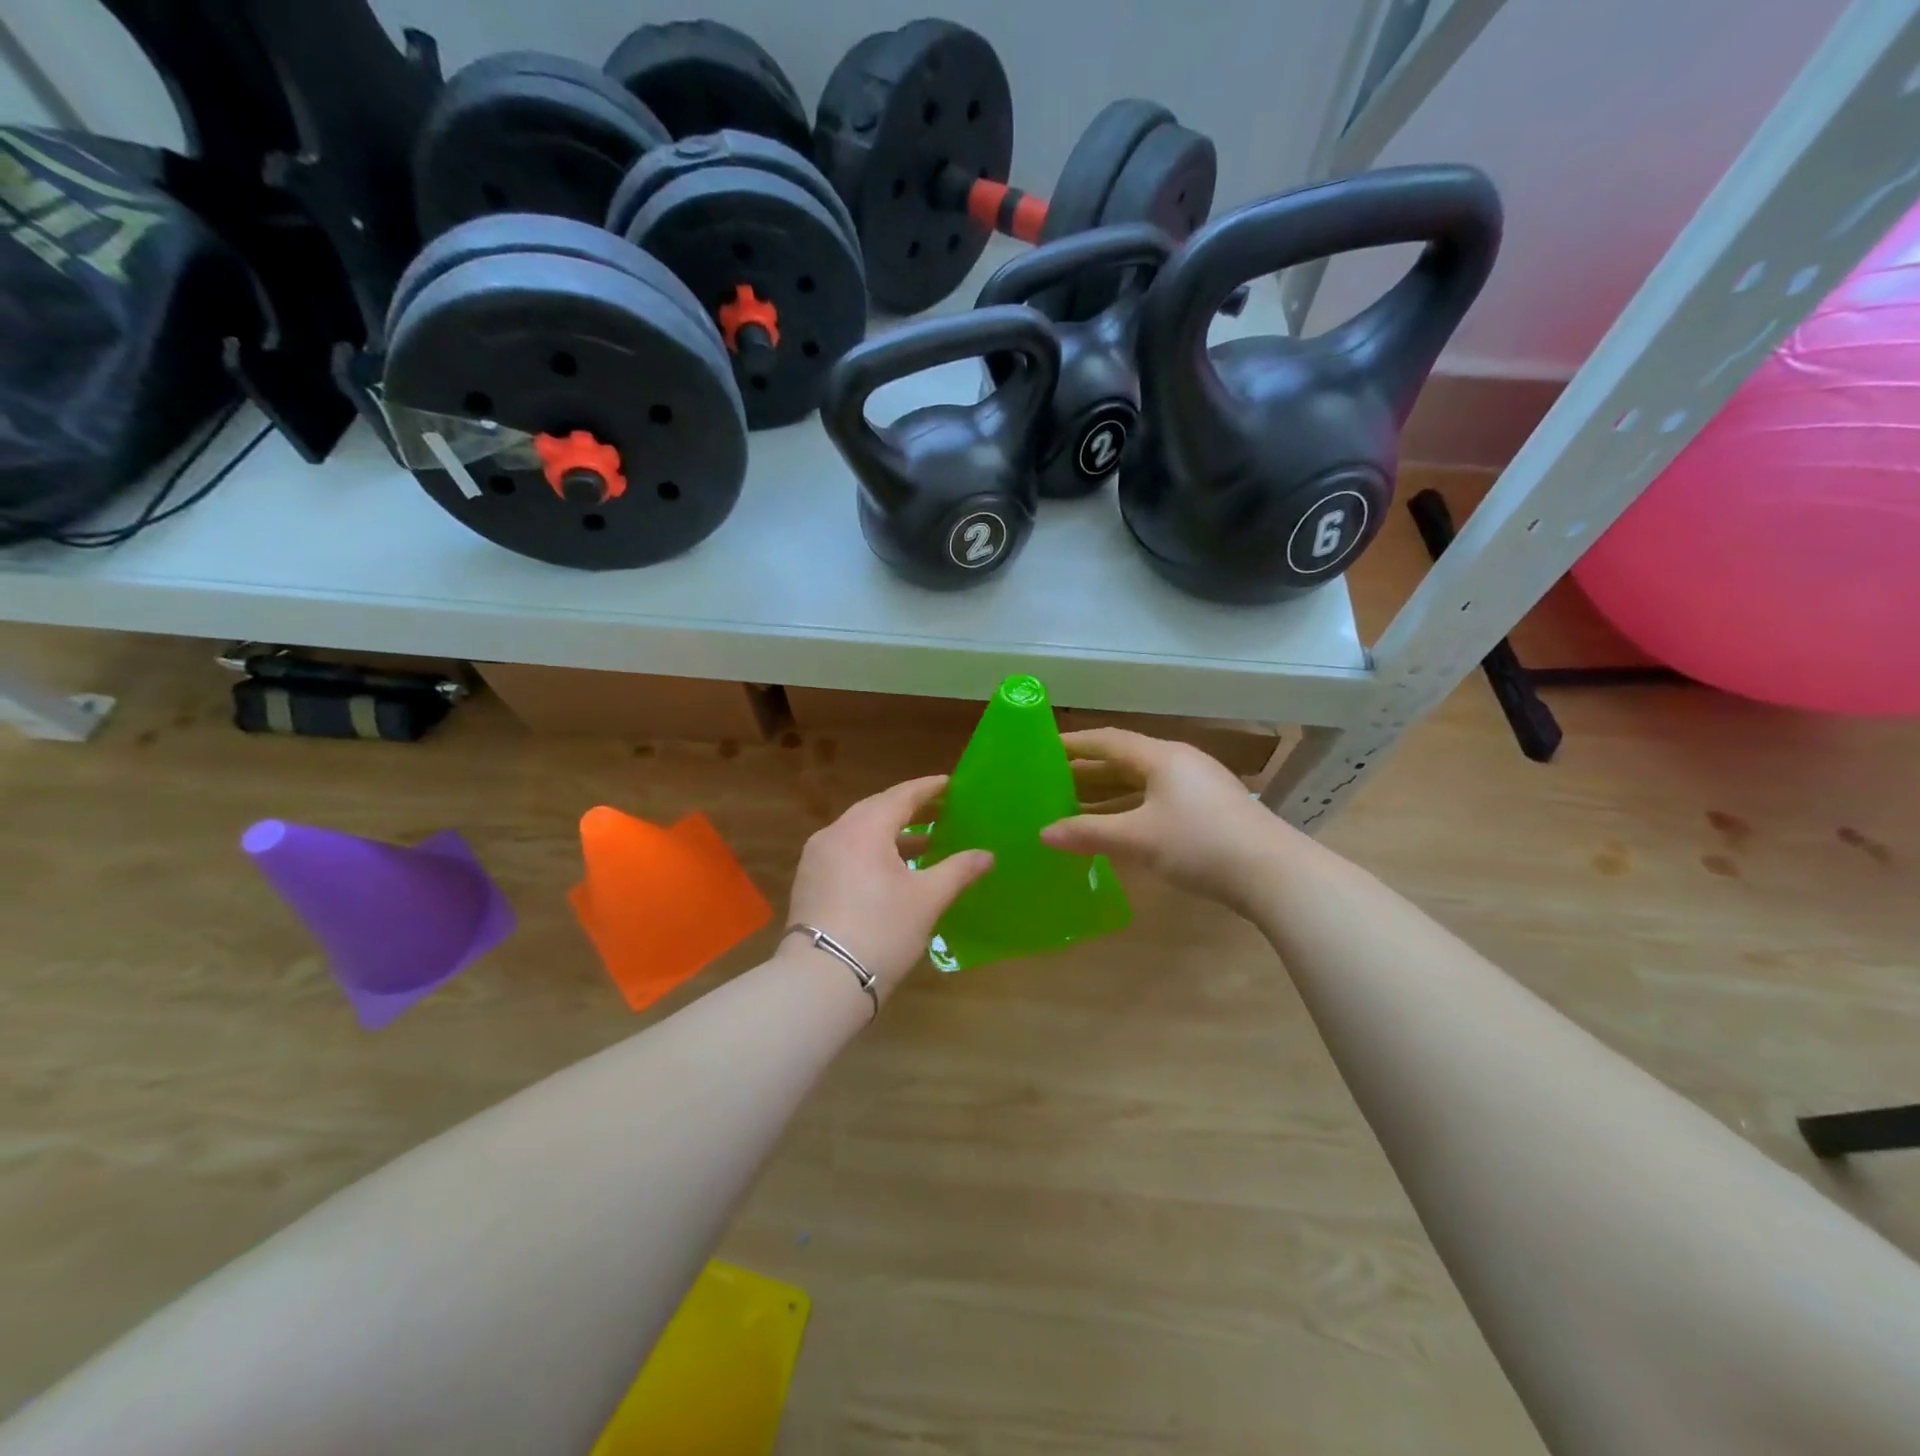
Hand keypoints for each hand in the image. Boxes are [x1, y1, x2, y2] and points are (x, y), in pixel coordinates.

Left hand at [786, 775, 993, 997]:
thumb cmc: (882, 930)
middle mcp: (835, 833)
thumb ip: (958, 870)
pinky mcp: (809, 880)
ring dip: (890, 833)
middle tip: (940, 810)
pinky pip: (846, 851)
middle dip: (909, 809)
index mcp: (864, 828)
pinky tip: (891, 870)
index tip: (950, 784)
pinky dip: (871, 851)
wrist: (822, 979)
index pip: (902, 796)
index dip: (928, 789)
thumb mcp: (927, 899)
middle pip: (877, 809)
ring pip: (859, 832)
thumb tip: (987, 855)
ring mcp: (817, 857)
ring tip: (923, 843)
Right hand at [1040, 729, 1286, 910]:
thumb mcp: (1138, 838)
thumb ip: (1088, 833)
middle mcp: (1179, 762)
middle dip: (1087, 771)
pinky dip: (1130, 808)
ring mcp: (1197, 785)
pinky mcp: (1208, 809)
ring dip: (1108, 793)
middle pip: (1124, 759)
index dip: (1074, 743)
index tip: (1042, 748)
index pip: (1108, 740)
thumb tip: (1043, 834)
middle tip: (1050, 782)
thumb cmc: (1200, 844)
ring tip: (1072, 806)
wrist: (1274, 874)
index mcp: (1161, 756)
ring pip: (1141, 782)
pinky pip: (1156, 798)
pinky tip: (1114, 827)